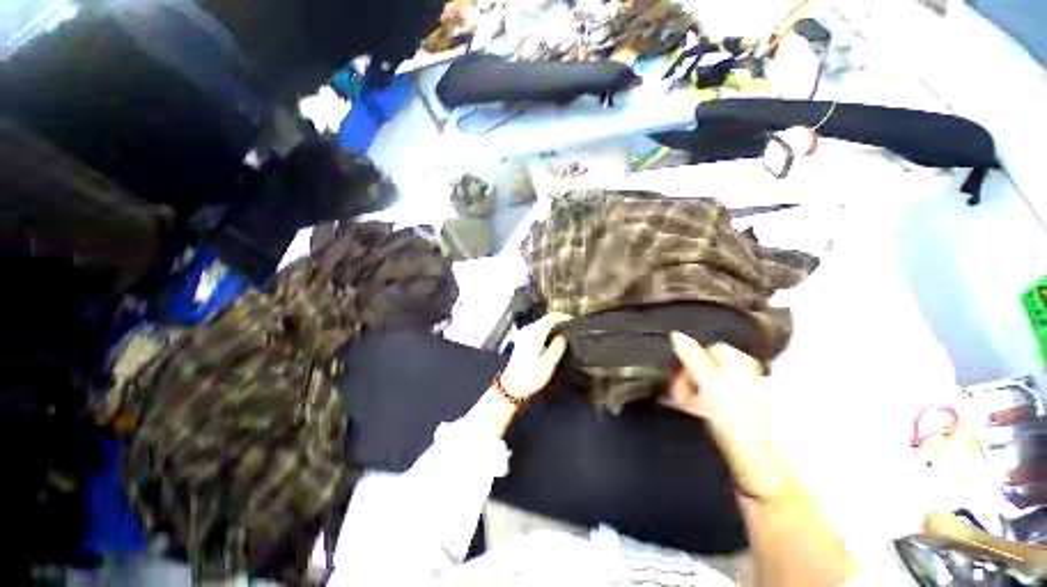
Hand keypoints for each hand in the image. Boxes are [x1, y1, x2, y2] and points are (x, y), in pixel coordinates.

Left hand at [499, 313, 570, 400]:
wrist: (512, 387)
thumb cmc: (530, 377)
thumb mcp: (548, 364)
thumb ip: (557, 347)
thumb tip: (564, 334)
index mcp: (534, 334)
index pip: (551, 317)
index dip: (564, 316)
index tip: (574, 320)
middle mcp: (528, 330)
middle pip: (546, 318)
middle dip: (560, 320)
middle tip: (572, 326)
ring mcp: (524, 334)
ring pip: (542, 322)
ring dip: (554, 324)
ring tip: (565, 331)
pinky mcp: (523, 339)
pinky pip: (538, 328)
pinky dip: (548, 329)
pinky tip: (553, 337)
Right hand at [666, 332, 763, 430]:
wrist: (749, 451)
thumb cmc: (732, 414)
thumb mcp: (706, 380)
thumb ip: (690, 356)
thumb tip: (676, 334)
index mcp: (739, 361)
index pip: (706, 348)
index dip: (689, 359)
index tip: (680, 373)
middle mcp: (740, 372)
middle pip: (703, 364)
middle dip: (687, 377)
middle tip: (680, 392)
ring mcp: (736, 390)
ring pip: (702, 381)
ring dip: (689, 390)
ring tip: (684, 403)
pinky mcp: (731, 406)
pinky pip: (706, 395)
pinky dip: (696, 399)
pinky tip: (690, 408)